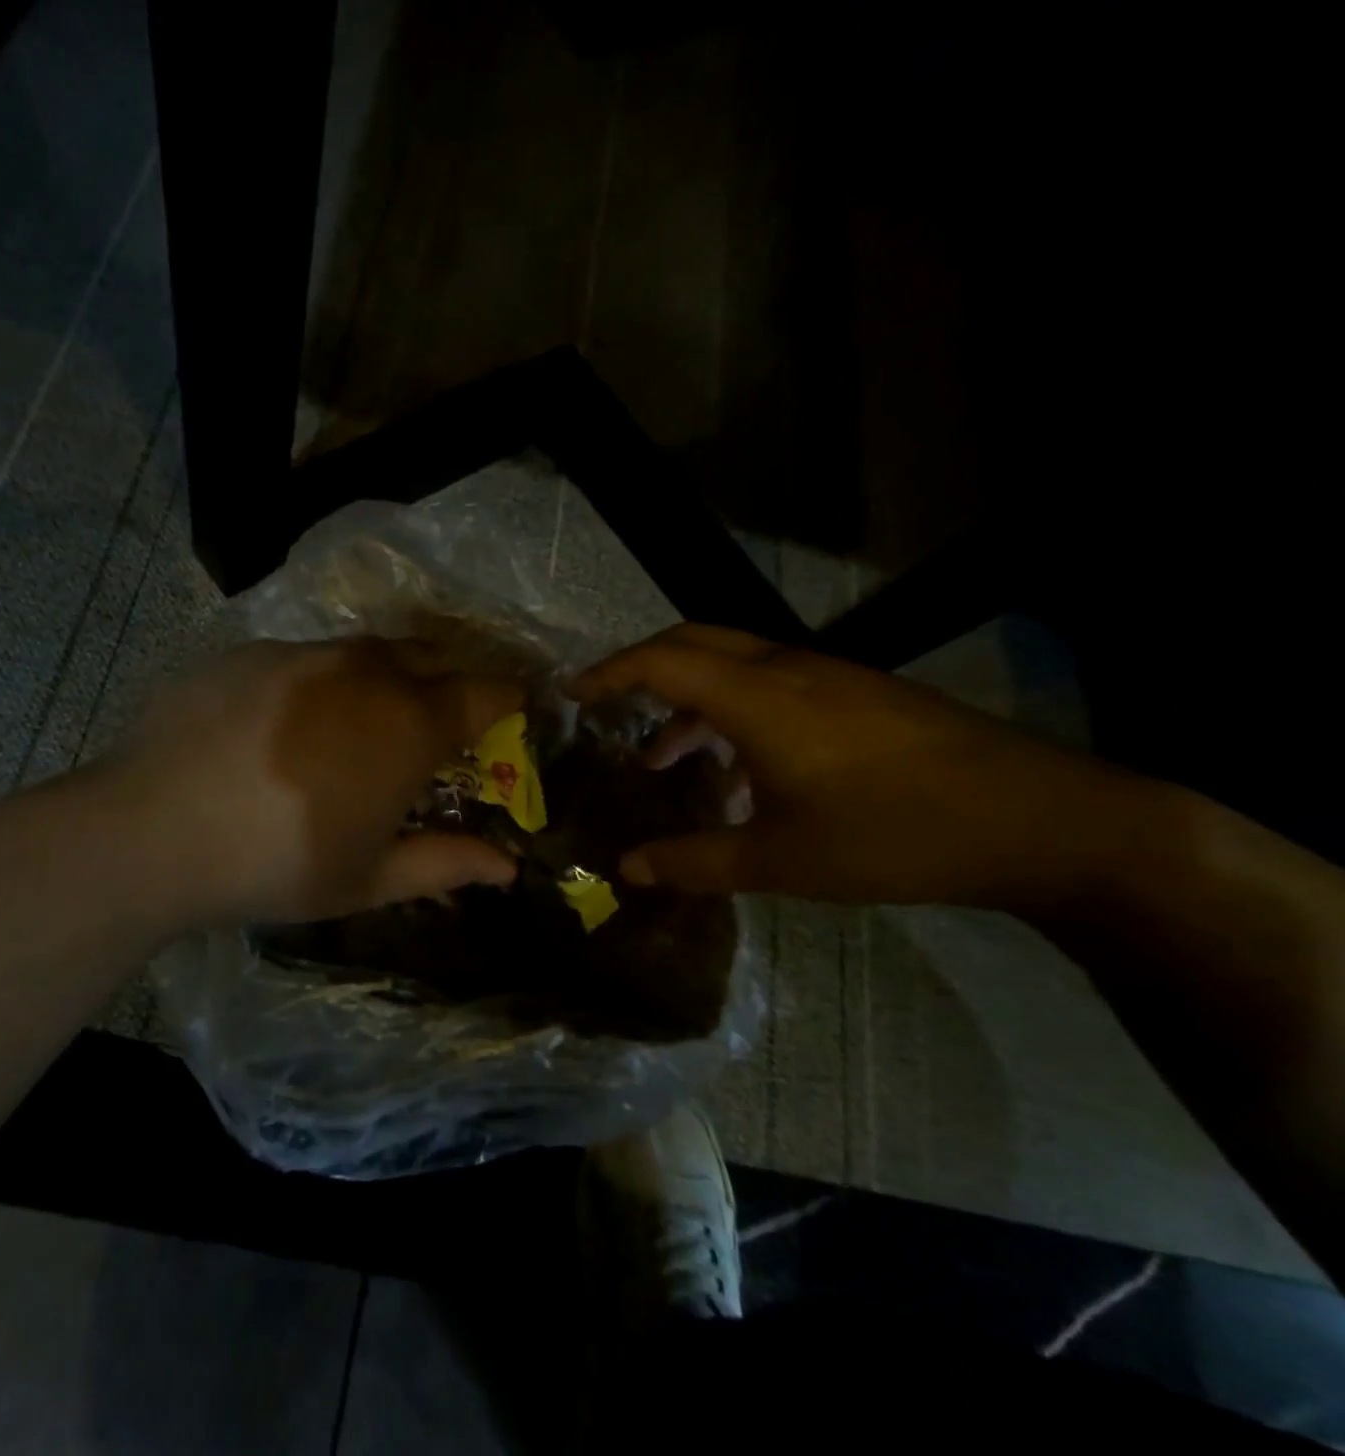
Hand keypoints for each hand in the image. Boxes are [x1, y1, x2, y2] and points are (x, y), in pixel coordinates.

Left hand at [107, 638, 524, 925]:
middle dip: (450, 680)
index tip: (512, 713)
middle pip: (432, 657)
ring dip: (386, 677)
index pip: (485, 693)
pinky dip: (322, 683)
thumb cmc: (276, 863)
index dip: (507, 701)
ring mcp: (304, 654)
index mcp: (409, 724)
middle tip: (441, 720)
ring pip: (368, 652)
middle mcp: (365, 672)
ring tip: (366, 720)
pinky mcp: (251, 652)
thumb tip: (507, 868)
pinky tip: (291, 724)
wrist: (152, 829)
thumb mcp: (369, 879)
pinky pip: (307, 658)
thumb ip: (445, 864)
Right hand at [572, 624, 1147, 908]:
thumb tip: (626, 869)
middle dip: (641, 667)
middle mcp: (789, 670)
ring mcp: (831, 675)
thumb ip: (695, 861)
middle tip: (606, 706)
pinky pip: (773, 682)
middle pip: (694, 640)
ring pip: (734, 662)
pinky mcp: (861, 692)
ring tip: (663, 757)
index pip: (662, 661)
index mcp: (760, 699)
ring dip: (689, 696)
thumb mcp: (781, 860)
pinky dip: (732, 708)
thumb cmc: (895, 837)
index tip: (570, 694)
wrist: (1042, 822)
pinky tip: (740, 769)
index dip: (609, 673)